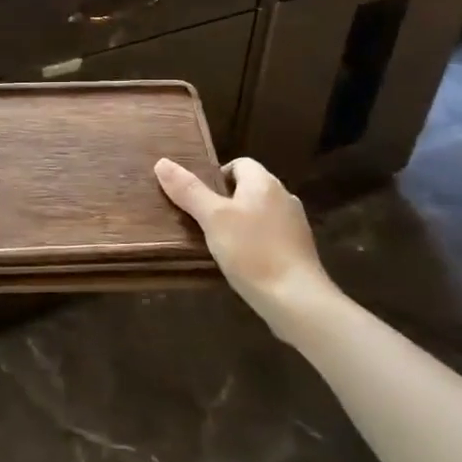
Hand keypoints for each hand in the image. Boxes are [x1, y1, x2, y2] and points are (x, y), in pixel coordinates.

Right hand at [154, 155, 330, 323]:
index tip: (200, 200)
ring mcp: (295, 224)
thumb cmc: (251, 251)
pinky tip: (244, 263)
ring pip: (260, 213)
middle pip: (249, 188)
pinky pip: (271, 236)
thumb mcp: (213, 219)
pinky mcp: (300, 250)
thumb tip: (162, 162)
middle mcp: (284, 196)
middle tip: (204, 223)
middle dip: (226, 202)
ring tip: (220, 244)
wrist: (297, 300)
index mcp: (264, 182)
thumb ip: (188, 190)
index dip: (216, 177)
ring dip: (241, 223)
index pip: (238, 164)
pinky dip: (256, 243)